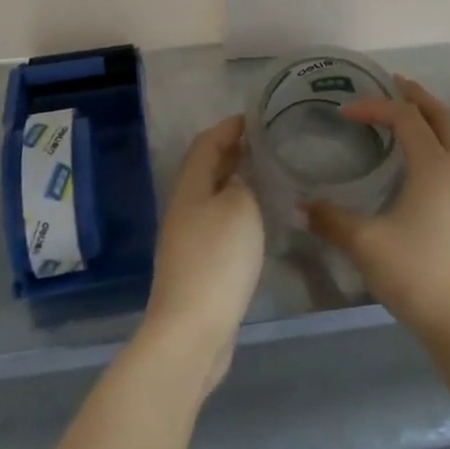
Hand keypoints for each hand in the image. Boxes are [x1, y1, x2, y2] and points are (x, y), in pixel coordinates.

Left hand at [143, 115, 264, 395]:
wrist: (191, 331)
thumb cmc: (217, 259)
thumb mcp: (239, 208)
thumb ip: (242, 183)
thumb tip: (239, 177)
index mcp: (190, 187)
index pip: (207, 143)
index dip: (229, 127)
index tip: (256, 117)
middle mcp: (183, 208)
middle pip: (205, 168)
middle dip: (232, 152)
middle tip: (265, 143)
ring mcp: (186, 239)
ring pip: (211, 196)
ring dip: (234, 181)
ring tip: (266, 175)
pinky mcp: (196, 266)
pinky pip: (216, 223)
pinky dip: (236, 210)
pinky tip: (257, 219)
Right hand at [303, 75, 449, 347]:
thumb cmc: (417, 275)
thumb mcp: (365, 244)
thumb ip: (330, 219)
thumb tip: (298, 205)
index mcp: (435, 167)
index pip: (405, 117)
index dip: (374, 107)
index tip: (344, 112)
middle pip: (441, 115)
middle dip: (415, 96)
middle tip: (389, 84)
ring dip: (427, 118)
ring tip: (399, 117)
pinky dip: (434, 142)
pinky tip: (413, 162)